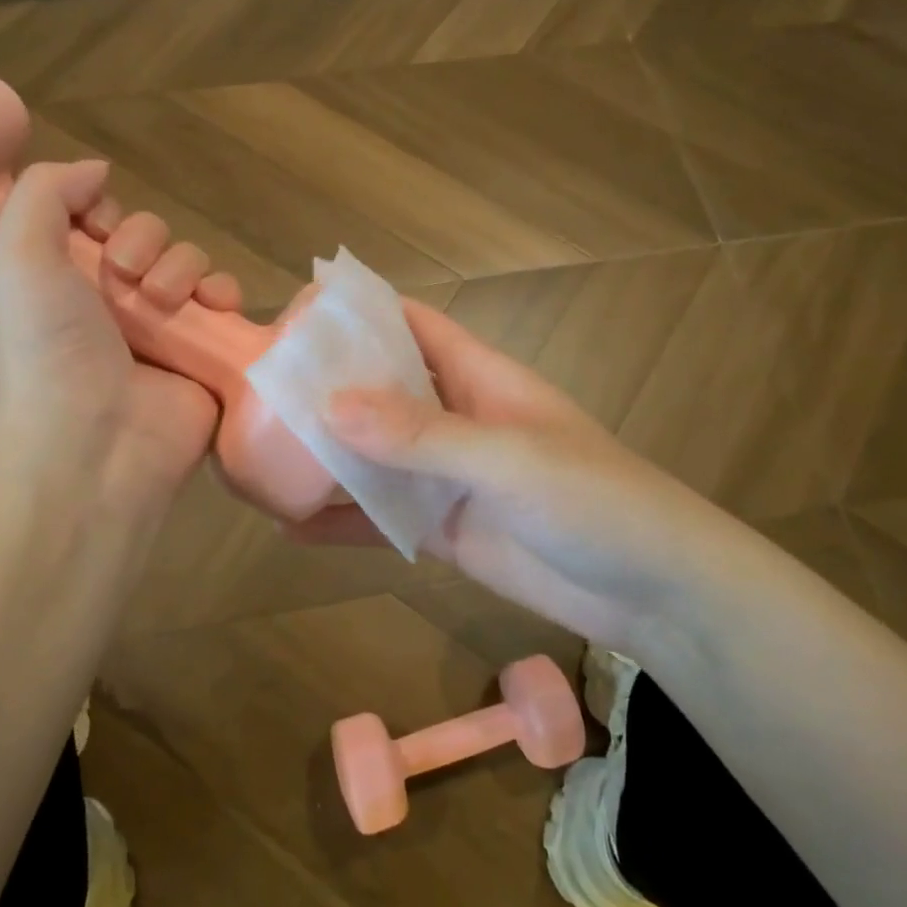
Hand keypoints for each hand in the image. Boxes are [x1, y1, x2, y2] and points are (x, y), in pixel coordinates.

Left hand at [0, 160, 241, 519]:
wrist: (96, 443)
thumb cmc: (50, 349)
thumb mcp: (18, 256)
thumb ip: (45, 193)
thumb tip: (98, 171)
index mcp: (68, 281)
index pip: (102, 221)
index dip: (107, 213)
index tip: (99, 231)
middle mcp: (116, 302)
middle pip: (153, 237)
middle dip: (146, 242)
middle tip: (128, 275)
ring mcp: (166, 330)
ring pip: (193, 265)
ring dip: (184, 268)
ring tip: (167, 302)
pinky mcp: (207, 353)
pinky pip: (227, 304)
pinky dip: (226, 295)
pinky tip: (216, 308)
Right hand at [286, 301, 690, 650]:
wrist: (654, 593)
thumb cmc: (595, 501)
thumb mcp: (509, 459)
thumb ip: (422, 435)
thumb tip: (328, 406)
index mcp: (478, 376)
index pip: (410, 325)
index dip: (357, 314)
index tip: (291, 317)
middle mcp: (454, 418)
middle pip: (379, 388)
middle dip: (324, 386)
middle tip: (253, 391)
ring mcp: (446, 476)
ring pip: (372, 455)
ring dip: (323, 455)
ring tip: (254, 455)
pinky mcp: (442, 529)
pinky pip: (380, 518)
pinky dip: (340, 521)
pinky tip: (287, 527)